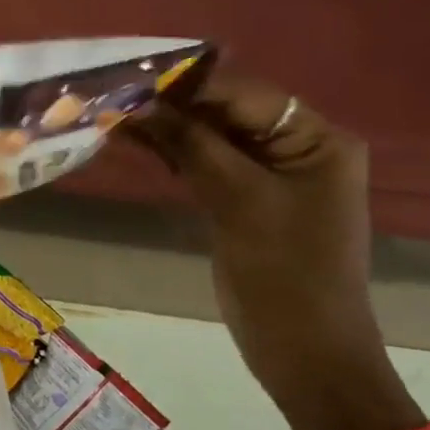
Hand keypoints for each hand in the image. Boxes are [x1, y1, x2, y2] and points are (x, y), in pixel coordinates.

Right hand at [122, 67, 420, 429]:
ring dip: (167, 127)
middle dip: (172, 104)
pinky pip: (206, 162)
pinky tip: (135, 141)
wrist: (304, 352)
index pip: (244, 93)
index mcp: (316, 139)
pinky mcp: (244, 198)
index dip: (188, 83)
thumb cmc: (284, 275)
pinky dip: (174, 153)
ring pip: (211, 136)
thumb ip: (192, 146)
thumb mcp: (239, 202)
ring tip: (113, 114)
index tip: (131, 76)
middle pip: (226, 111)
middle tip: (114, 94)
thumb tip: (140, 103)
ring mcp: (269, 174)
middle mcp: (296, 146)